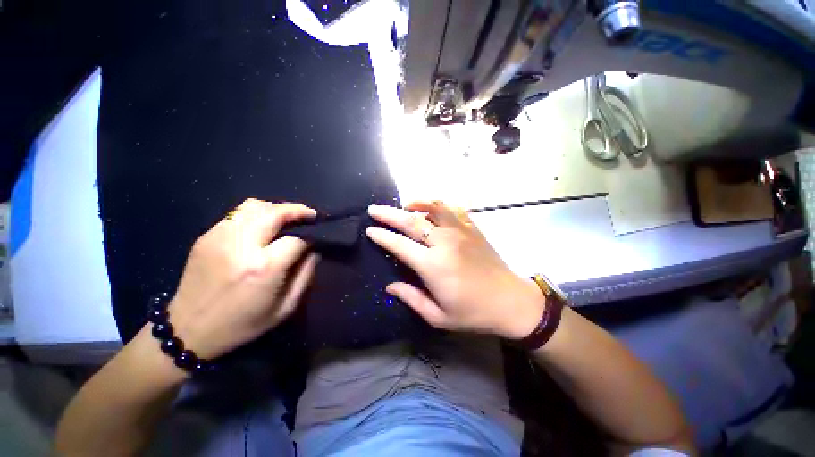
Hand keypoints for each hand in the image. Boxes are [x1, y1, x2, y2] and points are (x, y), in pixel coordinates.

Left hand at [167, 199, 317, 359]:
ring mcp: (219, 237)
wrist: (187, 331)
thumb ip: (305, 276)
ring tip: (287, 217)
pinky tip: (263, 225)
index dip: (310, 237)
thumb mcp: (284, 308)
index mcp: (263, 267)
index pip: (296, 238)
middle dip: (297, 210)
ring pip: (254, 206)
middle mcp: (241, 246)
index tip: (317, 238)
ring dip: (277, 208)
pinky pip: (237, 214)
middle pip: (275, 212)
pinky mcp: (206, 237)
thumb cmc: (241, 325)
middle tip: (310, 215)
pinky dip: (257, 213)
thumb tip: (314, 251)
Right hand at [366, 201, 544, 339]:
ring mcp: (461, 232)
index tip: (370, 230)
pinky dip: (439, 204)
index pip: (400, 245)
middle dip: (389, 214)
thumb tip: (389, 286)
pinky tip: (432, 208)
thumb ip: (411, 298)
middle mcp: (445, 243)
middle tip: (374, 209)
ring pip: (434, 207)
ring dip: (416, 203)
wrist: (511, 302)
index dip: (382, 236)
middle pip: (412, 221)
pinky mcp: (473, 228)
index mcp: (433, 266)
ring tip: (404, 204)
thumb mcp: (438, 316)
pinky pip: (453, 209)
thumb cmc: (473, 313)